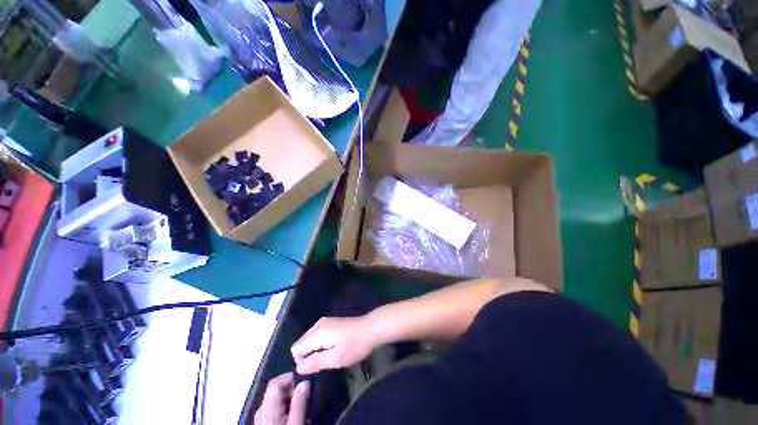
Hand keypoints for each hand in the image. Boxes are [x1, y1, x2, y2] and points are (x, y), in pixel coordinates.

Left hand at [254, 373, 309, 424]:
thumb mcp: (296, 423)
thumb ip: (299, 402)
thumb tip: (305, 382)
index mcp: (267, 407)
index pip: (276, 382)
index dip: (291, 377)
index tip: (305, 381)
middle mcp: (261, 409)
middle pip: (276, 389)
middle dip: (293, 389)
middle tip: (307, 396)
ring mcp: (260, 417)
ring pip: (276, 398)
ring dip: (290, 398)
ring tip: (302, 406)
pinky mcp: (263, 422)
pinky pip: (275, 407)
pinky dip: (285, 406)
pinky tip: (293, 415)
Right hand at [291, 316, 376, 373]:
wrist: (371, 328)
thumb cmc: (355, 345)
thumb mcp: (335, 358)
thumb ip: (315, 363)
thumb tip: (297, 368)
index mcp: (317, 332)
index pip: (296, 349)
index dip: (302, 361)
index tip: (317, 366)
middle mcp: (318, 324)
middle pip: (301, 343)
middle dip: (308, 356)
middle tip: (325, 362)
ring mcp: (325, 322)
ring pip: (309, 340)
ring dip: (315, 351)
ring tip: (330, 355)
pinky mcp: (331, 323)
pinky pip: (317, 336)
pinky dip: (320, 345)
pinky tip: (333, 348)